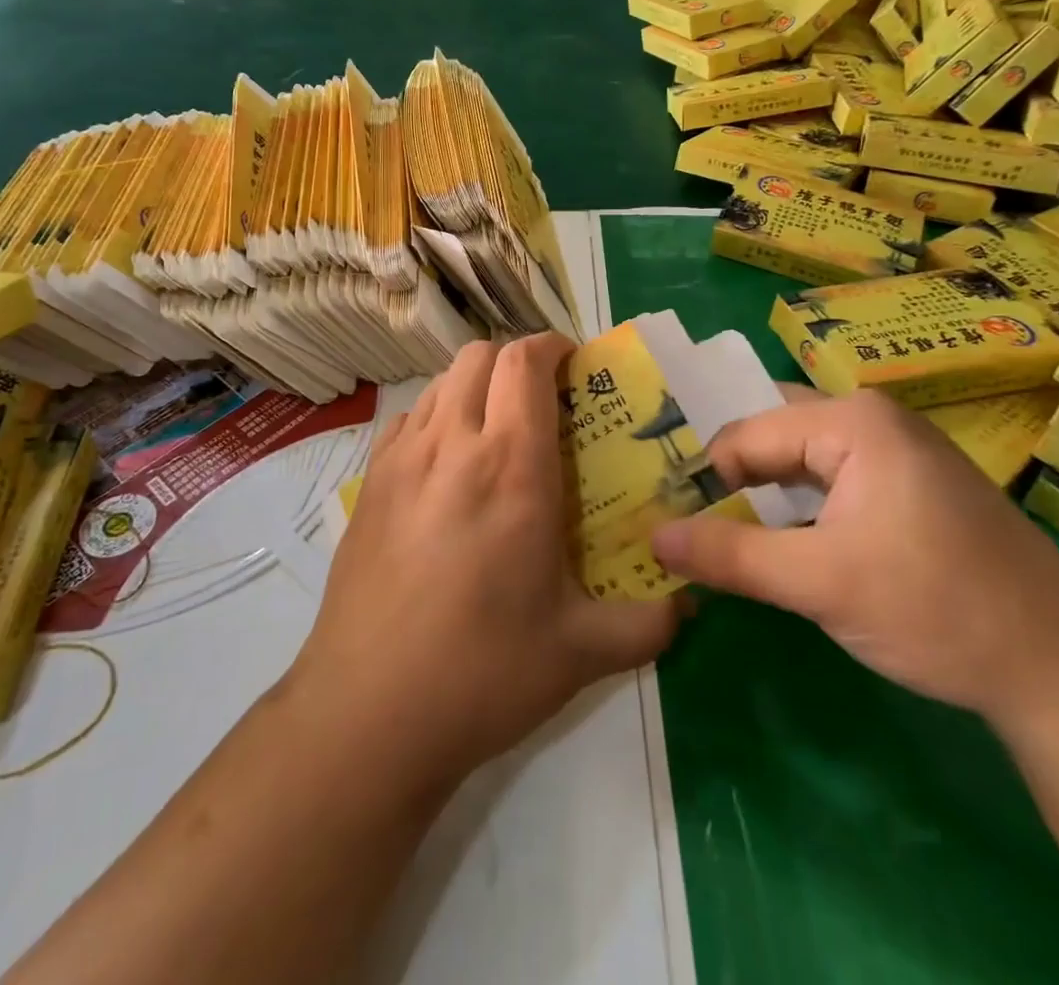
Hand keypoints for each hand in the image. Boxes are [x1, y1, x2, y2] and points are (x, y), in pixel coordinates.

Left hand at [293, 334, 679, 788]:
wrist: (367, 713)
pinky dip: (435, 419)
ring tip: (496, 431)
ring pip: (440, 383)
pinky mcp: (367, 484)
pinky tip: (446, 470)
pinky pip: (407, 422)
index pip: (525, 363)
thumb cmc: (482, 673)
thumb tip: (691, 603)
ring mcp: (401, 460)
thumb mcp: (582, 652)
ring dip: (475, 387)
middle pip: (479, 356)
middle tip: (542, 400)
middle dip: (515, 360)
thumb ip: (650, 622)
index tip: (575, 364)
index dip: (552, 346)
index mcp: (510, 466)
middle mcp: (452, 445)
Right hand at [651, 388, 1058, 722]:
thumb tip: (653, 538)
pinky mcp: (911, 486)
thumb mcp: (821, 584)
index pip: (746, 433)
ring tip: (720, 530)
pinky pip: (832, 479)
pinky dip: (798, 504)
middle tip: (685, 516)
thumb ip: (730, 556)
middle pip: (773, 434)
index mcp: (852, 421)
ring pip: (801, 458)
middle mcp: (873, 419)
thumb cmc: (937, 610)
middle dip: (729, 476)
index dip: (704, 478)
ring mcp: (897, 450)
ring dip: (761, 493)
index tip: (671, 520)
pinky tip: (781, 538)